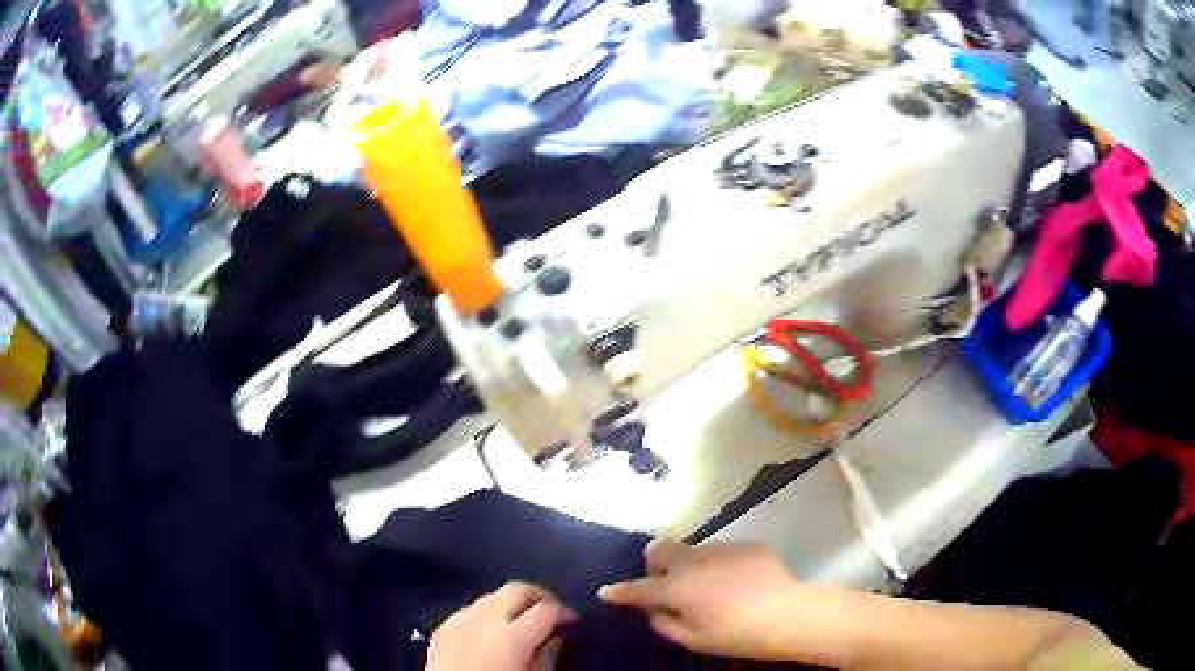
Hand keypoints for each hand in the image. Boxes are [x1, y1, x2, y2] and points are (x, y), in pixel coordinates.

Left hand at [429, 582, 575, 670]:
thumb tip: (554, 640)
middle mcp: (483, 621)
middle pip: (516, 590)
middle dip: (538, 597)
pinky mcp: (441, 630)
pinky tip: (492, 633)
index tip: (570, 621)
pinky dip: (485, 615)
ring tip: (522, 623)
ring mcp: (458, 622)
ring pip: (491, 597)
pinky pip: (469, 611)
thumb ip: (547, 657)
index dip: (564, 613)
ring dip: (510, 605)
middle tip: (551, 611)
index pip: (547, 609)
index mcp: (511, 636)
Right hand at [597, 540, 817, 660]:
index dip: (619, 591)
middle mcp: (692, 560)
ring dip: (691, 566)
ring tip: (713, 588)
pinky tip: (740, 583)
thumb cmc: (737, 633)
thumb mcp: (695, 639)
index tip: (606, 591)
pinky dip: (720, 566)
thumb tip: (655, 610)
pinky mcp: (746, 544)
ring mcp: (721, 548)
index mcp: (675, 587)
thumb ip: (666, 623)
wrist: (789, 612)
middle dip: (655, 564)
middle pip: (659, 548)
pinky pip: (722, 552)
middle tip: (669, 585)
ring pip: (693, 550)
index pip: (637, 587)